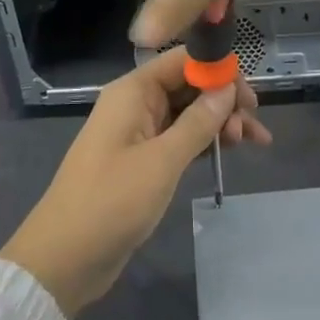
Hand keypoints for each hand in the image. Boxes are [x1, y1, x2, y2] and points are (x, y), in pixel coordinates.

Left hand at [0, 48, 270, 318]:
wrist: (64, 258)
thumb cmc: (111, 202)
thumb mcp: (162, 161)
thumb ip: (198, 122)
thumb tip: (227, 88)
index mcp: (133, 91)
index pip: (182, 61)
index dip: (218, 71)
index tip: (250, 96)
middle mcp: (135, 103)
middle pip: (188, 86)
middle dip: (224, 100)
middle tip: (255, 128)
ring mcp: (137, 132)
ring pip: (187, 113)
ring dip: (219, 123)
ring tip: (252, 143)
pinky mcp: (140, 160)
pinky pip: (178, 138)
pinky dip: (203, 142)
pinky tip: (228, 152)